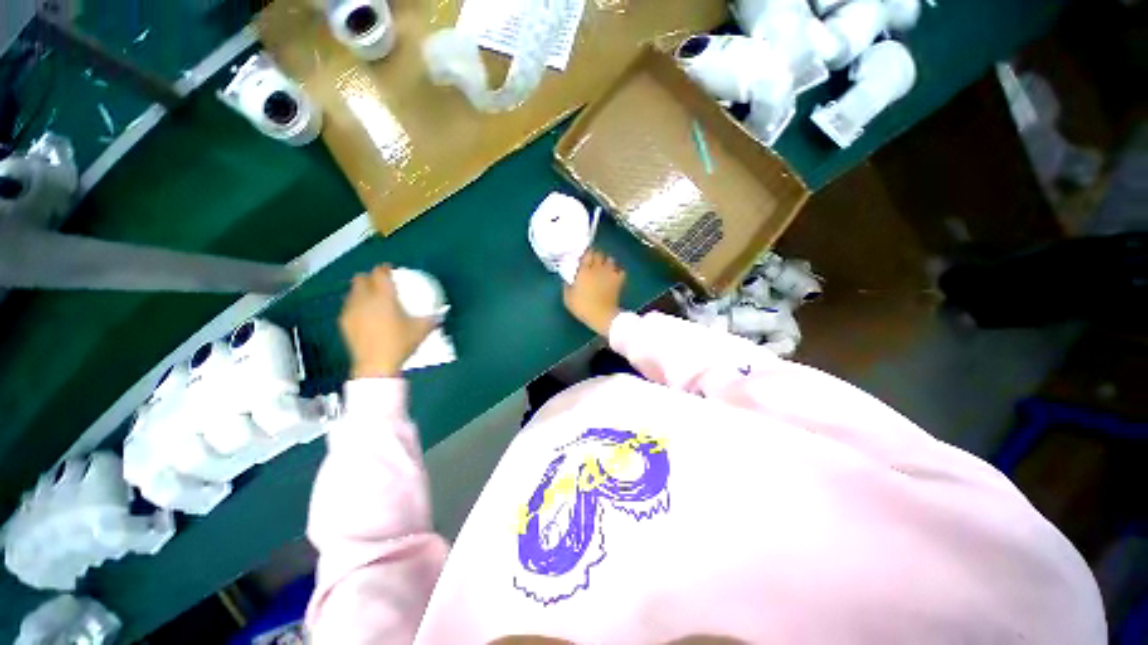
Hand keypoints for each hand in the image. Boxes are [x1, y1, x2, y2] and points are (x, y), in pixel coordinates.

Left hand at [340, 265, 436, 378]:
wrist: (376, 365)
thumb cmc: (400, 344)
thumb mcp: (422, 330)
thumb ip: (432, 318)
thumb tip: (442, 313)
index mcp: (384, 297)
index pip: (379, 273)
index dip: (385, 268)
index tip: (391, 270)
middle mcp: (364, 299)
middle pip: (360, 278)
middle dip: (370, 277)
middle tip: (381, 284)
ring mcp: (351, 310)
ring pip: (352, 292)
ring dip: (362, 291)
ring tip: (373, 300)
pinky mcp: (344, 322)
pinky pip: (349, 306)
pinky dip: (356, 305)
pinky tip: (366, 316)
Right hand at [564, 249, 626, 335]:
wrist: (601, 315)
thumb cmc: (582, 307)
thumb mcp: (568, 299)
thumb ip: (567, 287)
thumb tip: (568, 280)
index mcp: (584, 271)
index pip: (587, 254)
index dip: (587, 253)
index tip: (585, 256)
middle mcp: (597, 269)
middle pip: (599, 254)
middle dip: (597, 255)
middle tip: (594, 261)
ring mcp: (609, 274)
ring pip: (611, 260)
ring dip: (608, 262)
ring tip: (605, 267)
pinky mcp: (618, 281)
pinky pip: (621, 271)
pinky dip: (619, 271)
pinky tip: (615, 275)